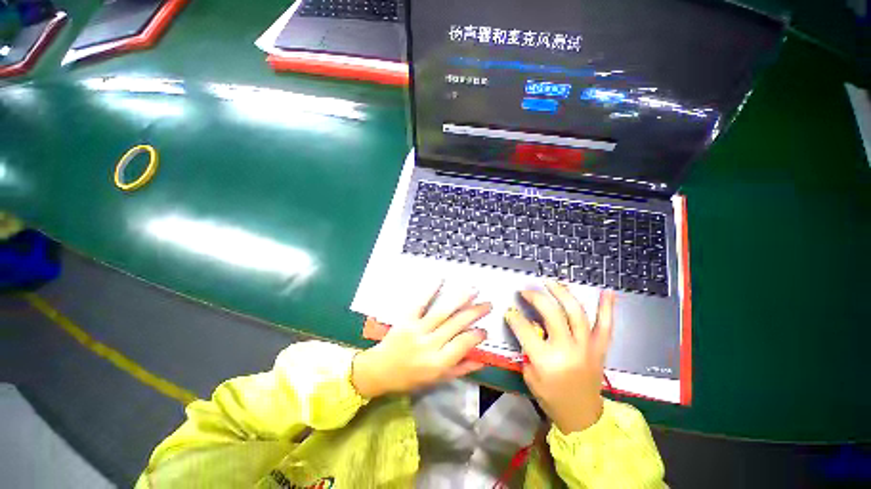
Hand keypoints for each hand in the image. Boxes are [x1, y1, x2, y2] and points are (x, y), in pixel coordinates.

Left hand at [352, 283, 491, 397]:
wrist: (379, 370)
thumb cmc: (410, 377)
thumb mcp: (436, 379)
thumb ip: (460, 369)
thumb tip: (481, 360)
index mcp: (437, 363)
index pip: (463, 345)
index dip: (476, 336)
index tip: (484, 330)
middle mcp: (429, 344)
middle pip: (456, 325)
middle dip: (474, 312)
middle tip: (488, 304)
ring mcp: (417, 329)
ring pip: (442, 312)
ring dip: (460, 299)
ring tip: (473, 290)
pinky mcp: (406, 319)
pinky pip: (420, 303)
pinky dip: (430, 290)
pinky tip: (441, 279)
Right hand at [505, 281, 615, 433]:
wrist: (581, 415)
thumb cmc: (551, 397)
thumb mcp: (529, 375)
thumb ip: (528, 348)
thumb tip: (530, 325)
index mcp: (546, 360)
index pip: (524, 329)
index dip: (514, 317)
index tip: (510, 311)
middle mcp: (567, 349)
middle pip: (551, 313)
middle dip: (535, 297)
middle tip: (525, 291)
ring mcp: (586, 346)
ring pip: (576, 312)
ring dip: (562, 293)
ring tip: (551, 282)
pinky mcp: (599, 348)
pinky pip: (606, 326)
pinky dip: (607, 308)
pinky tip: (607, 291)